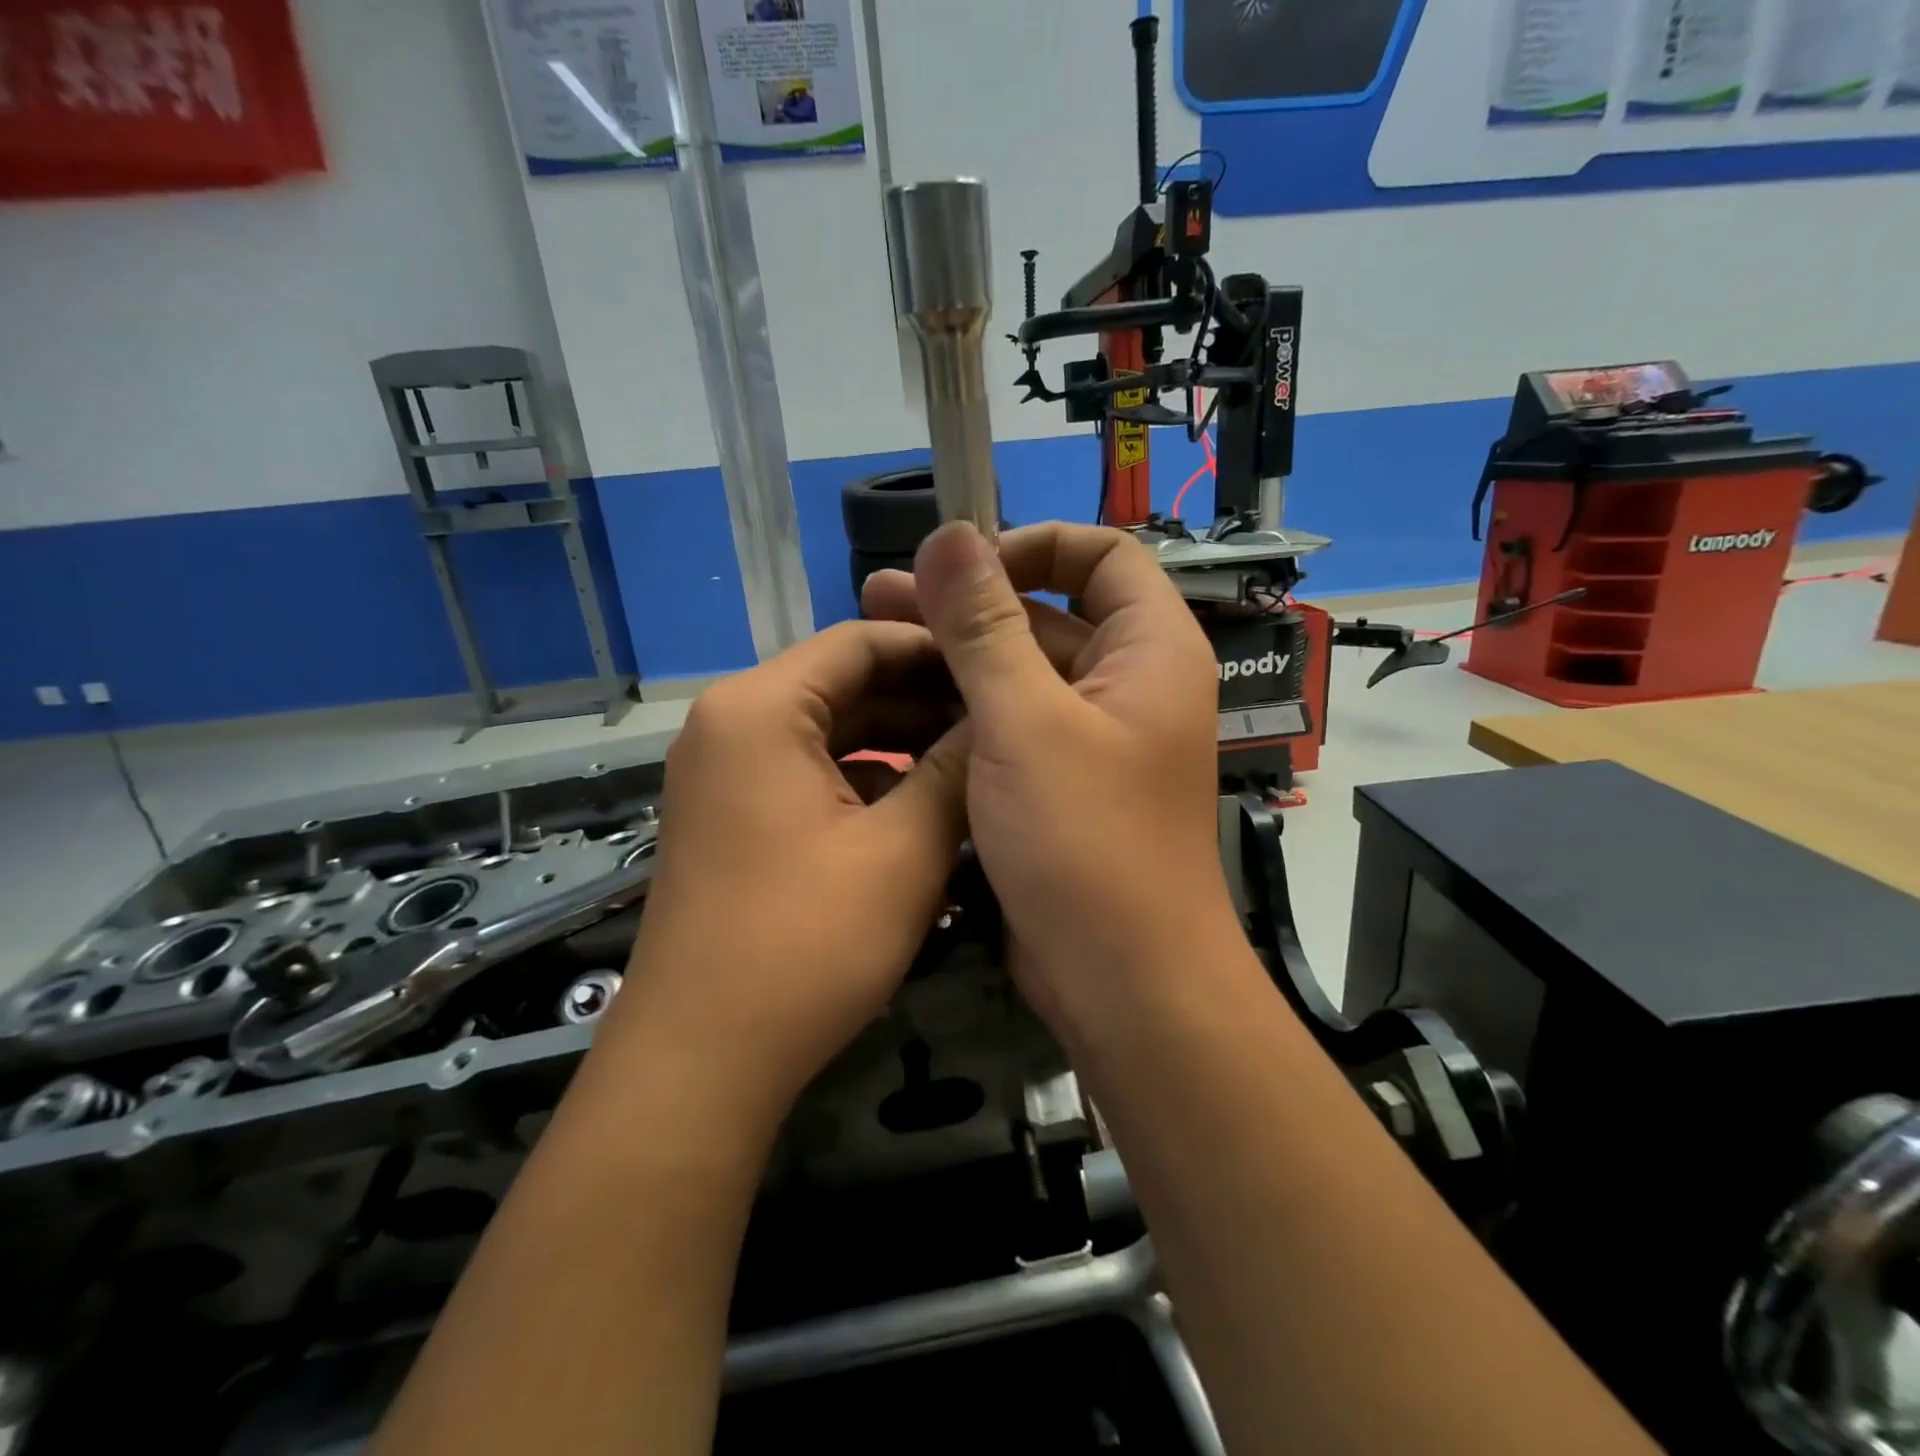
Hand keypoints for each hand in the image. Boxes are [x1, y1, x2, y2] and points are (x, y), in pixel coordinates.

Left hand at [600, 622, 966, 1122]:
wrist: (702, 1060)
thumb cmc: (807, 943)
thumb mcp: (905, 850)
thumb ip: (958, 771)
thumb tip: (999, 720)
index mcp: (760, 708)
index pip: (861, 641)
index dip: (938, 650)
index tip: (1002, 672)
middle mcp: (731, 724)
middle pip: (844, 684)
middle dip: (924, 700)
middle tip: (999, 722)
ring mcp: (725, 773)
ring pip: (830, 732)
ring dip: (900, 743)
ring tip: (973, 763)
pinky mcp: (733, 818)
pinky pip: (810, 773)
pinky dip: (866, 781)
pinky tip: (922, 807)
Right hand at [862, 522, 1237, 1043]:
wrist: (1122, 980)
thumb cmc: (1086, 842)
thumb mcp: (1024, 722)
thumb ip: (983, 626)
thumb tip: (948, 534)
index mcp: (1150, 650)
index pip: (1101, 555)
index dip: (1031, 546)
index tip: (960, 568)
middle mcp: (1128, 684)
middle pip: (1049, 613)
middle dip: (969, 601)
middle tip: (880, 594)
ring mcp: (1092, 738)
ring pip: (1022, 672)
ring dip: (956, 654)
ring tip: (872, 637)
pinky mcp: (1059, 783)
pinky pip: (1011, 724)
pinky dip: (963, 709)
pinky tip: (898, 705)